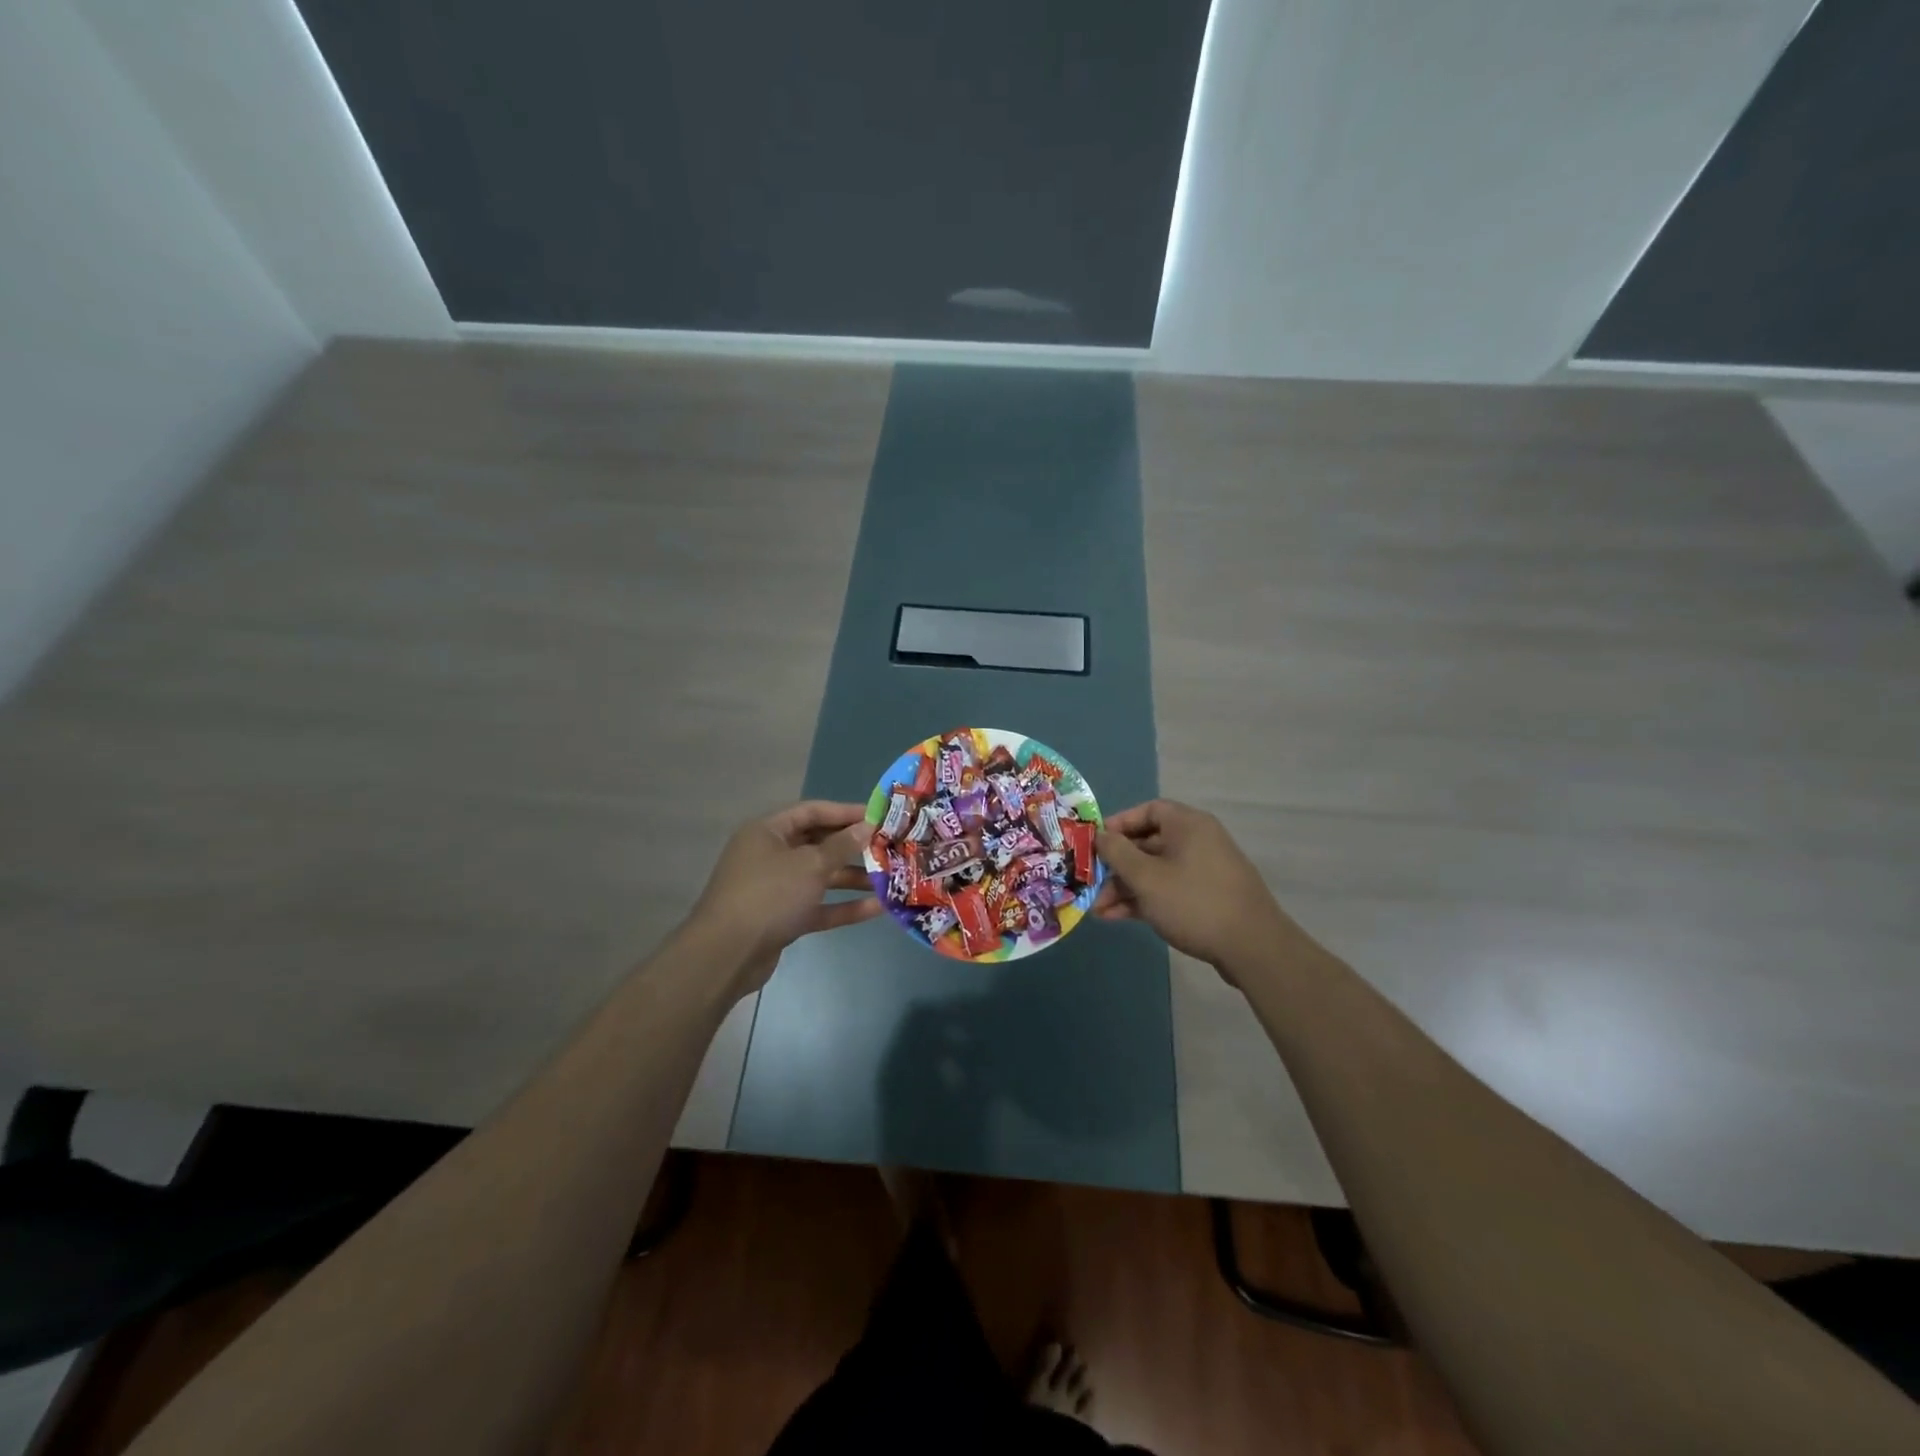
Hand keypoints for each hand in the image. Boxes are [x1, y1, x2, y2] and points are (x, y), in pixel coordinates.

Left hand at [688, 801, 882, 993]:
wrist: (727, 955)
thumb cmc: (769, 895)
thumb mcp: (810, 865)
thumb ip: (842, 845)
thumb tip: (867, 826)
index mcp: (768, 832)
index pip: (812, 811)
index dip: (845, 812)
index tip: (878, 817)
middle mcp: (770, 855)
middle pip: (818, 844)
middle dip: (853, 847)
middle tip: (888, 847)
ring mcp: (776, 888)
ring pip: (820, 877)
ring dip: (853, 878)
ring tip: (890, 878)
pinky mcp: (782, 917)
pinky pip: (817, 905)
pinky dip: (843, 906)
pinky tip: (877, 908)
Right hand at [1092, 799, 1289, 973]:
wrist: (1253, 948)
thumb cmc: (1194, 902)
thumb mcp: (1147, 877)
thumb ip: (1118, 853)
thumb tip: (1101, 835)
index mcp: (1187, 825)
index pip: (1148, 810)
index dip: (1119, 824)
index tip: (1095, 843)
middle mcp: (1197, 841)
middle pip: (1147, 843)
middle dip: (1116, 865)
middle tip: (1090, 883)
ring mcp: (1202, 871)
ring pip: (1154, 871)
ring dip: (1125, 888)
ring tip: (1097, 910)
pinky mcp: (1205, 898)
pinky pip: (1167, 890)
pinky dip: (1143, 900)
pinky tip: (1116, 918)